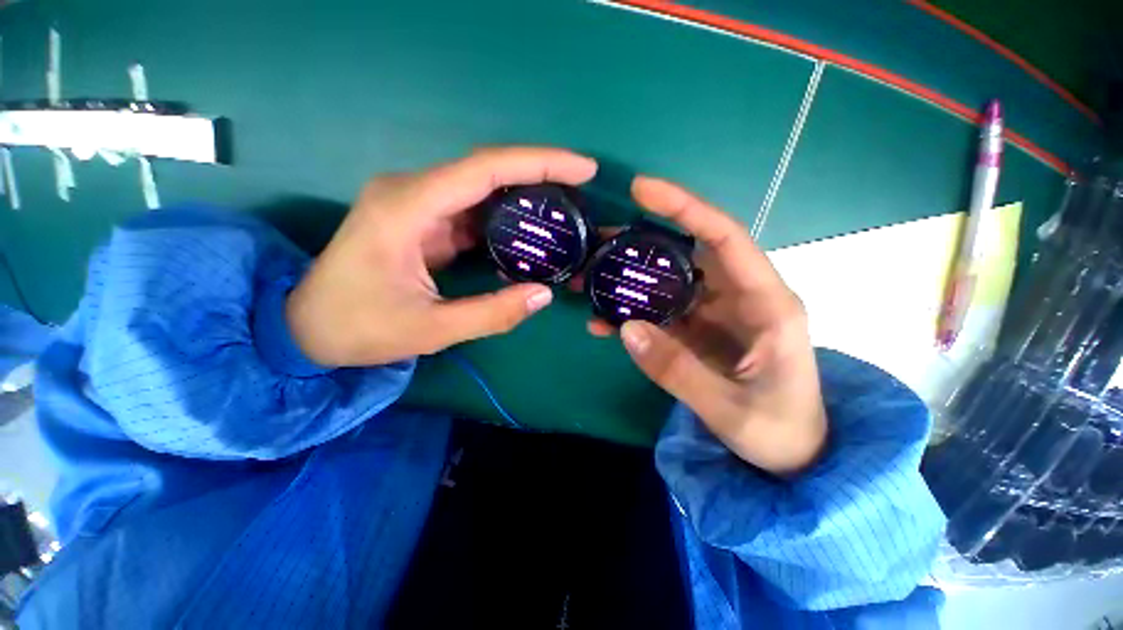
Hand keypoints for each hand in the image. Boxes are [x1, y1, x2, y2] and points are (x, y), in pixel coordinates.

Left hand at [287, 147, 597, 366]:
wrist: (308, 328)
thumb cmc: (359, 328)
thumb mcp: (431, 329)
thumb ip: (492, 314)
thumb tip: (544, 294)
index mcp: (408, 208)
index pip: (484, 169)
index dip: (538, 163)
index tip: (582, 168)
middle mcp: (412, 192)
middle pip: (487, 171)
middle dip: (539, 174)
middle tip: (582, 187)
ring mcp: (417, 205)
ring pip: (481, 189)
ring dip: (523, 197)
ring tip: (564, 210)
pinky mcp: (423, 221)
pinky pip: (472, 210)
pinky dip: (504, 219)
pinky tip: (529, 232)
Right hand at [599, 177, 826, 476]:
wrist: (793, 454)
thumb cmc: (779, 431)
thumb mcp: (729, 408)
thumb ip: (677, 369)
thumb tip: (625, 328)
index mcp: (767, 304)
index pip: (725, 238)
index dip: (685, 208)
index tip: (642, 190)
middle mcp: (741, 298)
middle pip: (689, 253)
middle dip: (642, 243)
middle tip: (598, 242)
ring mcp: (717, 313)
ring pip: (669, 281)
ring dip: (630, 279)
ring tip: (589, 278)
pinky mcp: (700, 330)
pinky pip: (662, 312)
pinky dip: (632, 313)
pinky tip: (603, 321)